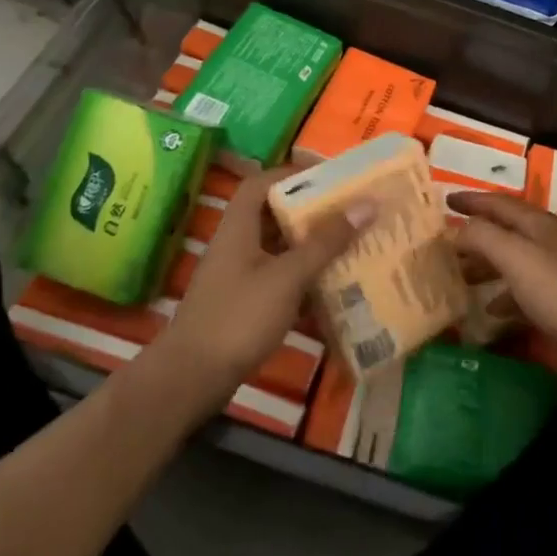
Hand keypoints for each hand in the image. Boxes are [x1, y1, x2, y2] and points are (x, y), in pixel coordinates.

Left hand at [161, 167, 364, 399]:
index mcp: (239, 227)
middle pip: (273, 215)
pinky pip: (278, 280)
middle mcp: (236, 246)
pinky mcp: (242, 307)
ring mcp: (237, 278)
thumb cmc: (238, 318)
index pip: (262, 183)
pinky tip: (330, 287)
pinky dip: (302, 279)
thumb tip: (366, 204)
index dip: (292, 174)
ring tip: (349, 243)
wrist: (190, 381)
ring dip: (309, 246)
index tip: (329, 177)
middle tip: (348, 210)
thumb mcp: (287, 276)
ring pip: (278, 249)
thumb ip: (325, 242)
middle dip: (310, 211)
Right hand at [449, 191, 556, 366]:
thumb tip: (456, 230)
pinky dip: (504, 293)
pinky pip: (523, 288)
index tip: (446, 200)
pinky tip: (490, 309)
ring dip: (486, 264)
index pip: (498, 202)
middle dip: (476, 234)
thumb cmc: (556, 287)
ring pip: (512, 259)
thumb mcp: (514, 256)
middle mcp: (546, 239)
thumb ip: (483, 237)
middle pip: (505, 230)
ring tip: (461, 275)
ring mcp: (555, 268)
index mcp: (536, 223)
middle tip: (447, 242)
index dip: (471, 200)